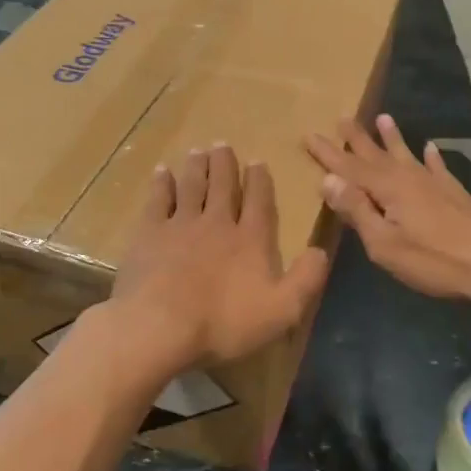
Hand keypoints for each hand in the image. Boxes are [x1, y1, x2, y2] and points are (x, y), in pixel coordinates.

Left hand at [111, 144, 330, 371]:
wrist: (160, 326)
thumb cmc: (224, 323)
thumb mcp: (282, 311)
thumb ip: (306, 280)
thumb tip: (321, 251)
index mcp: (250, 240)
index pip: (259, 202)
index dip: (260, 180)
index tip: (257, 161)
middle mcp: (217, 223)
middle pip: (223, 186)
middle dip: (225, 164)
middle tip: (222, 144)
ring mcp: (180, 225)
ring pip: (192, 186)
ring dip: (197, 167)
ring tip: (198, 151)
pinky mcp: (149, 233)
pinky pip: (157, 200)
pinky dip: (162, 184)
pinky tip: (162, 172)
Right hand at [306, 114, 470, 309]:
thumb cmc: (434, 261)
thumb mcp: (384, 244)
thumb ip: (357, 210)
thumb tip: (327, 178)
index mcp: (388, 189)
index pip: (350, 167)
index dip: (328, 153)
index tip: (309, 134)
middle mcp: (410, 178)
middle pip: (377, 155)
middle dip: (357, 139)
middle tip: (342, 117)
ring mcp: (436, 184)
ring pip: (407, 155)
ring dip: (393, 138)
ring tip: (383, 118)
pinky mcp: (456, 195)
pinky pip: (439, 168)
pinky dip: (432, 158)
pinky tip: (432, 148)